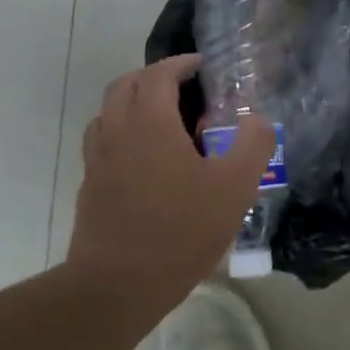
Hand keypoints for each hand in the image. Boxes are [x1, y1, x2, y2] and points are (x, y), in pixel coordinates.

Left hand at [66, 54, 273, 297]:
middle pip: (125, 85)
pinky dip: (122, 133)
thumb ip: (253, 145)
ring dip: (133, 103)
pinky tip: (145, 160)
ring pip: (108, 112)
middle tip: (183, 87)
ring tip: (162, 120)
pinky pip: (103, 142)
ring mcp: (98, 160)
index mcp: (149, 122)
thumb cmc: (181, 230)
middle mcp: (117, 131)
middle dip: (153, 77)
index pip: (158, 74)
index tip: (201, 65)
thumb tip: (259, 120)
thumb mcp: (235, 187)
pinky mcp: (90, 186)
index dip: (180, 64)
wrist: (117, 285)